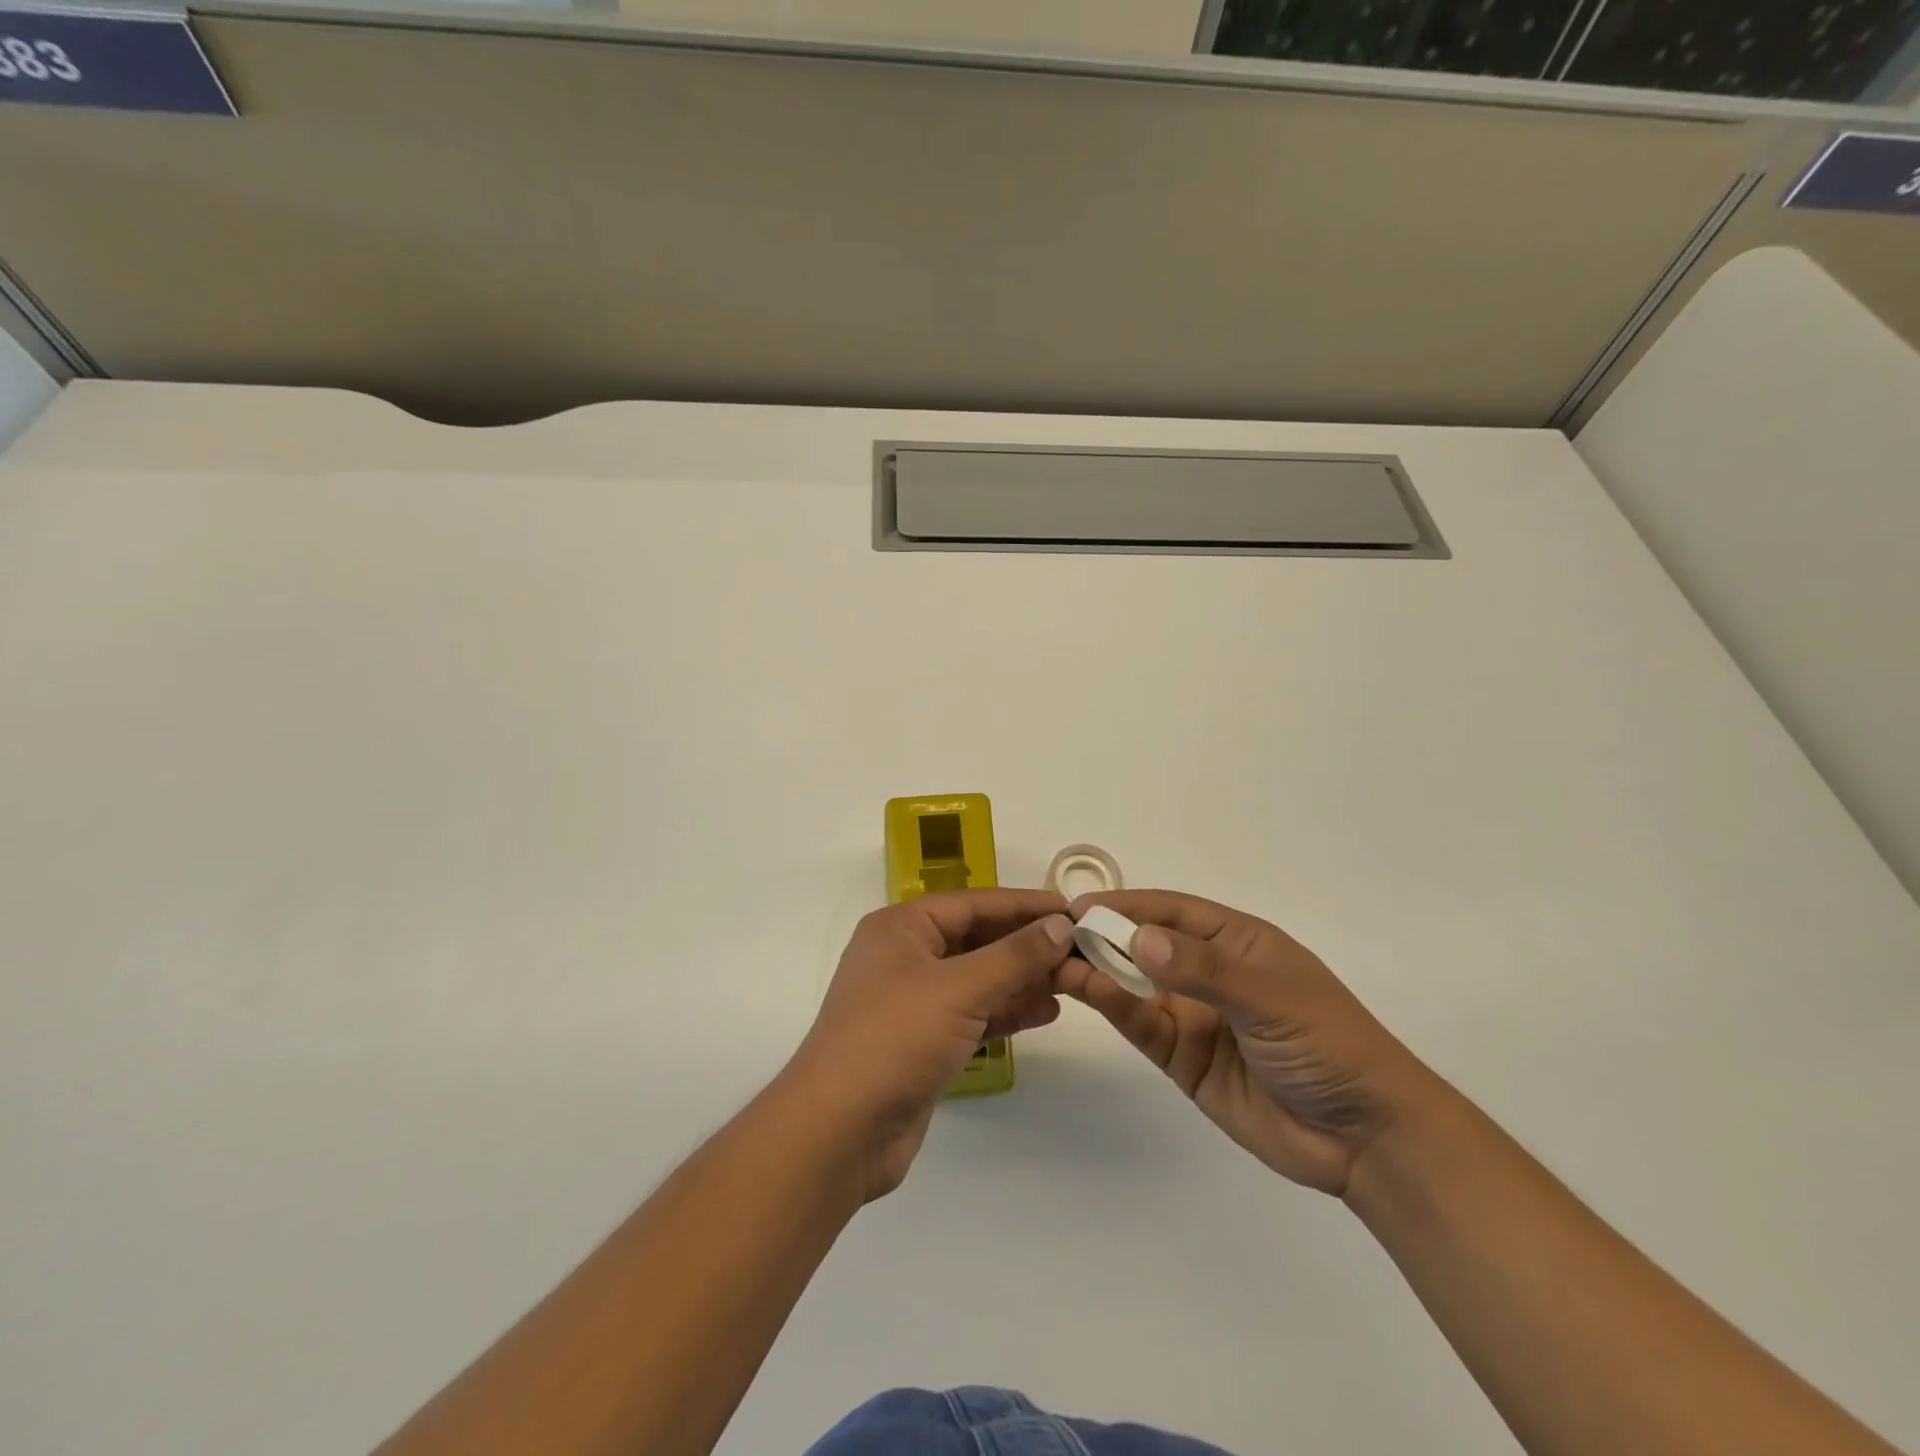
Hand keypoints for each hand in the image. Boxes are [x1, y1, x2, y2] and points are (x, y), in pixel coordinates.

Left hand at [786, 889, 1072, 1200]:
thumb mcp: (959, 989)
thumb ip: (1014, 956)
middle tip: (1079, 951)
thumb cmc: (895, 1039)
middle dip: (1027, 946)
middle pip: (977, 939)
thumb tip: (1060, 924)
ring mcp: (912, 1001)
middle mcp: (904, 956)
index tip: (1073, 910)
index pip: (974, 903)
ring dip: (1021, 980)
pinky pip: (972, 1013)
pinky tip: (1043, 1013)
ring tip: (1070, 984)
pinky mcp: (921, 1041)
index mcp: (901, 928)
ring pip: (978, 978)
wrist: (838, 1132)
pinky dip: (1004, 1011)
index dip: (1025, 905)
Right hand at [1057, 890, 1438, 1196]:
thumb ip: (1202, 970)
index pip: (1172, 910)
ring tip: (1056, 962)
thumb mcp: (1270, 996)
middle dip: (1104, 936)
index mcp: (1237, 942)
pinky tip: (1086, 991)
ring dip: (1099, 971)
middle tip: (1053, 934)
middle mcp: (1209, 973)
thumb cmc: (1327, 1044)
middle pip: (1146, 945)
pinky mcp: (1183, 1059)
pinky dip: (1113, 1007)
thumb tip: (1137, 939)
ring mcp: (1194, 1016)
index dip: (1127, 904)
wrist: (1364, 1139)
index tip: (1080, 905)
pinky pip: (1141, 1024)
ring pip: (1135, 985)